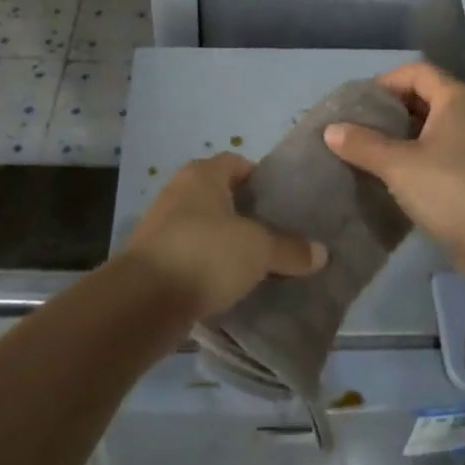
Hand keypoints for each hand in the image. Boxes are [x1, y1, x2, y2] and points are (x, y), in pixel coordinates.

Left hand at [125, 154, 325, 317]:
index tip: (285, 203)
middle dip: (248, 214)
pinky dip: (210, 266)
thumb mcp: (258, 249)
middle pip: (222, 196)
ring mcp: (162, 226)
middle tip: (279, 235)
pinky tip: (231, 286)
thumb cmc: (205, 254)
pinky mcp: (154, 260)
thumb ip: (290, 249)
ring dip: (228, 243)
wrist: (142, 301)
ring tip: (260, 264)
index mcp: (202, 174)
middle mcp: (179, 192)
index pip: (237, 163)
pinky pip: (192, 256)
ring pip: (207, 228)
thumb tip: (322, 252)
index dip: (262, 179)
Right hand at [324, 62, 464, 275]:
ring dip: (403, 137)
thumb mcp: (398, 165)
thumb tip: (330, 130)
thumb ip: (362, 144)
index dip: (385, 82)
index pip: (417, 72)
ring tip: (370, 153)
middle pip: (426, 97)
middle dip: (391, 111)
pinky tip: (395, 177)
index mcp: (458, 99)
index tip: (357, 105)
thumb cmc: (451, 191)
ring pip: (434, 128)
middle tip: (358, 129)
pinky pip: (443, 152)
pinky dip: (418, 156)